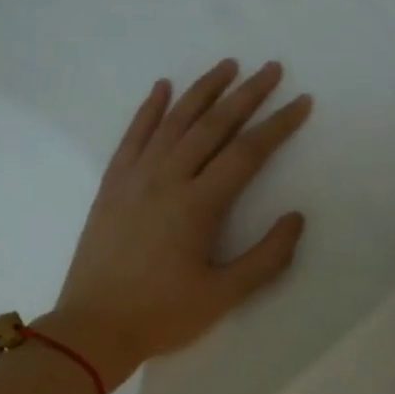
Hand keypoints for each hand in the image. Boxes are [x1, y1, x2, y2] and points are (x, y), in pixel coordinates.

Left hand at [46, 60, 311, 384]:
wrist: (93, 328)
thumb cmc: (163, 315)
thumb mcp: (224, 296)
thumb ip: (266, 257)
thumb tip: (295, 218)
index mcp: (198, 205)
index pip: (247, 153)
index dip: (278, 125)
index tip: (301, 102)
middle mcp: (167, 178)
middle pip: (212, 125)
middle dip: (246, 94)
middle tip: (271, 69)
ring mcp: (134, 178)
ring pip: (173, 121)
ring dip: (202, 90)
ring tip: (227, 66)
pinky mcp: (112, 185)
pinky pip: (133, 135)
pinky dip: (149, 109)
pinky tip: (162, 88)